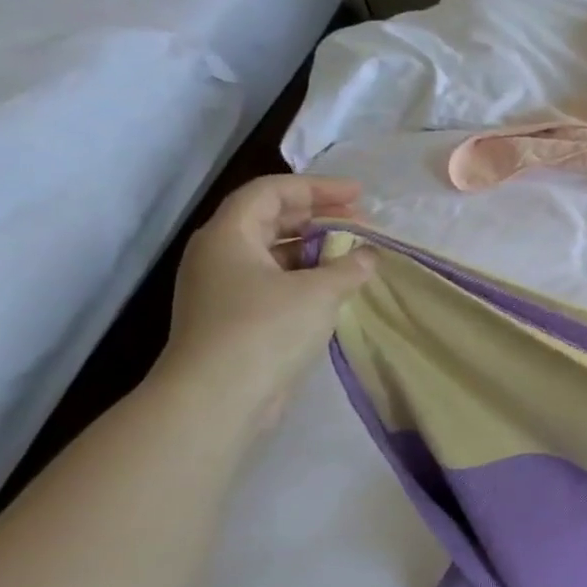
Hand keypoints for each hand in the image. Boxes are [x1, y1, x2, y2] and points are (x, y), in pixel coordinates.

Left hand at [154, 176, 374, 430]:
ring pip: (271, 252)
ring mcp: (222, 288)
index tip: (358, 195)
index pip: (271, 192)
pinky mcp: (232, 318)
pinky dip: (304, 275)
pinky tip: (333, 287)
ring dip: (312, 247)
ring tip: (352, 253)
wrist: (217, 398)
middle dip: (316, 215)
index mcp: (229, 235)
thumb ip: (349, 267)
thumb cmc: (265, 329)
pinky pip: (272, 281)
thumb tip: (369, 255)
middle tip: (359, 220)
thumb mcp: (319, 292)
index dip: (317, 188)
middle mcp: (219, 255)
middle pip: (269, 218)